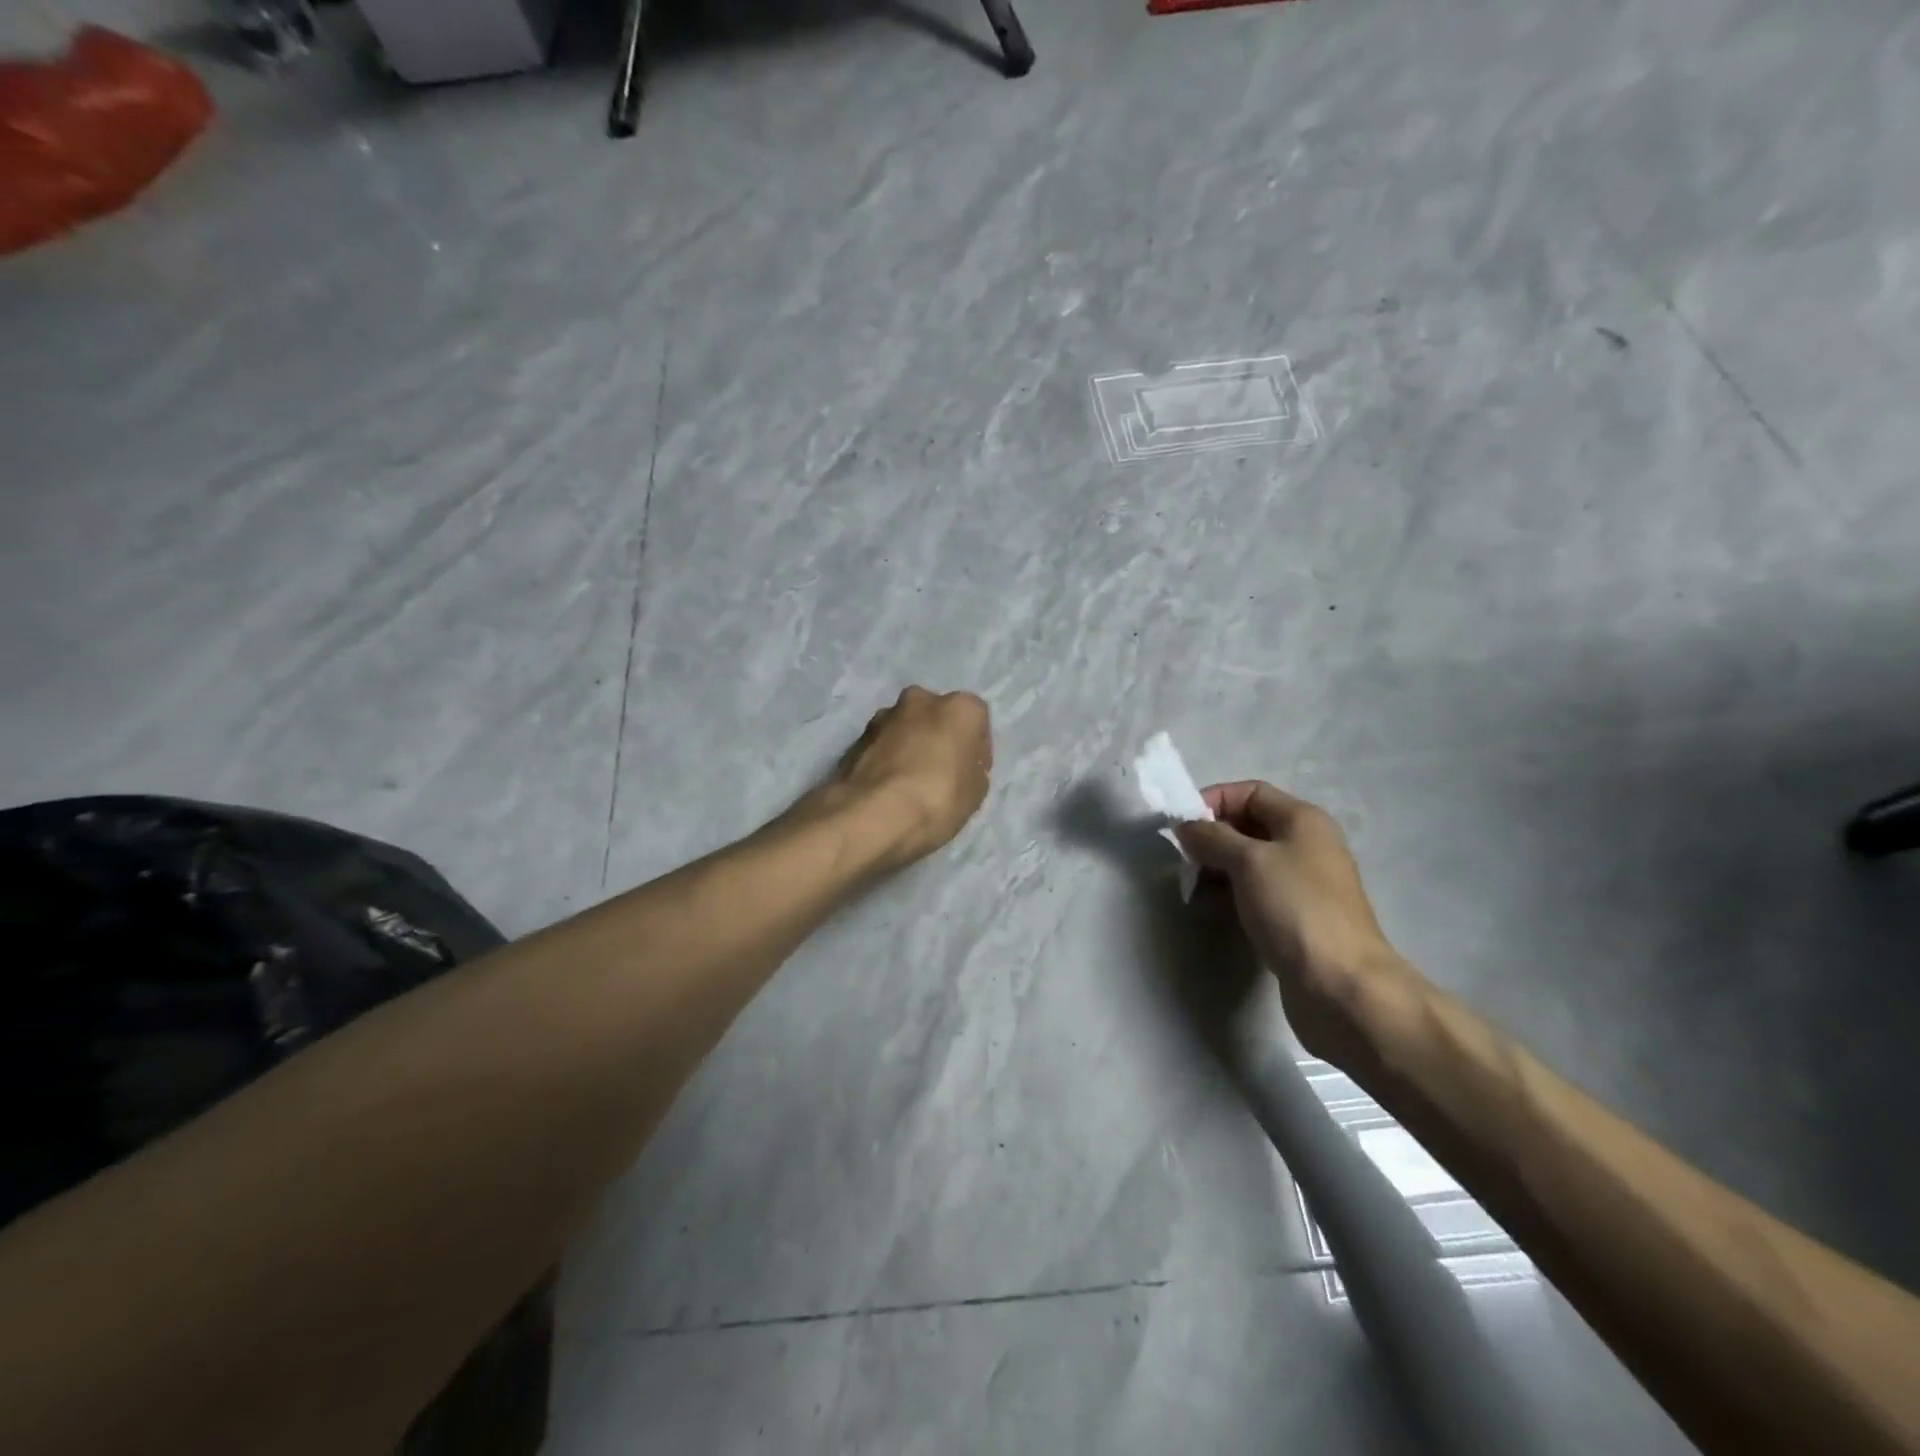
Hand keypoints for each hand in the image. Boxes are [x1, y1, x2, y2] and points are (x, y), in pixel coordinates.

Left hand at [822, 687, 991, 868]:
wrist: (871, 814)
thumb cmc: (937, 798)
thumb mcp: (976, 792)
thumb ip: (972, 768)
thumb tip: (960, 765)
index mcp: (959, 706)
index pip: (978, 722)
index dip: (976, 750)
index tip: (971, 773)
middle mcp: (920, 699)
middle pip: (938, 717)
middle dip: (940, 739)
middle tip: (942, 773)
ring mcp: (883, 716)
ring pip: (906, 728)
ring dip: (911, 746)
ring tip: (910, 782)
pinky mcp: (856, 737)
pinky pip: (882, 745)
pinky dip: (887, 759)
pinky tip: (888, 787)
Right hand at [1175, 781, 1416, 1064]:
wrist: (1341, 985)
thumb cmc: (1295, 909)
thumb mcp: (1248, 861)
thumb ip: (1212, 837)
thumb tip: (1186, 826)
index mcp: (1302, 820)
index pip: (1250, 792)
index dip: (1213, 800)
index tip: (1180, 825)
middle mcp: (1305, 845)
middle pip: (1247, 825)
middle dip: (1211, 837)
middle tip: (1183, 859)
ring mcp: (1301, 883)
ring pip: (1247, 861)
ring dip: (1215, 868)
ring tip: (1193, 887)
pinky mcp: (1294, 916)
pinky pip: (1253, 891)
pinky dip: (1228, 893)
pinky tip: (1210, 908)